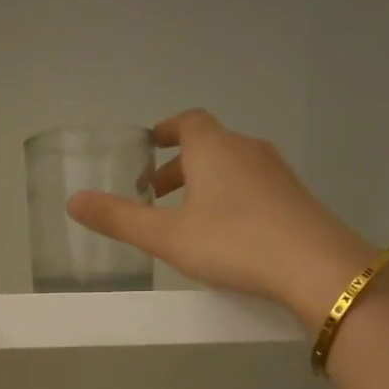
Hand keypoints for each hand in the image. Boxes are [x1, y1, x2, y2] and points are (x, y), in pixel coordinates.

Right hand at [65, 109, 377, 329]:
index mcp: (213, 148)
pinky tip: (225, 232)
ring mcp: (277, 172)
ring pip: (231, 165)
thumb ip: (119, 218)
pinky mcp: (295, 197)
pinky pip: (253, 185)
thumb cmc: (232, 242)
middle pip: (208, 144)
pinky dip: (230, 196)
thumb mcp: (166, 236)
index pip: (186, 122)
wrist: (316, 267)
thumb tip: (72, 201)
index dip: (164, 131)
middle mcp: (247, 149)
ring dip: (204, 181)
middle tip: (154, 193)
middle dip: (178, 164)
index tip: (146, 147)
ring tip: (186, 216)